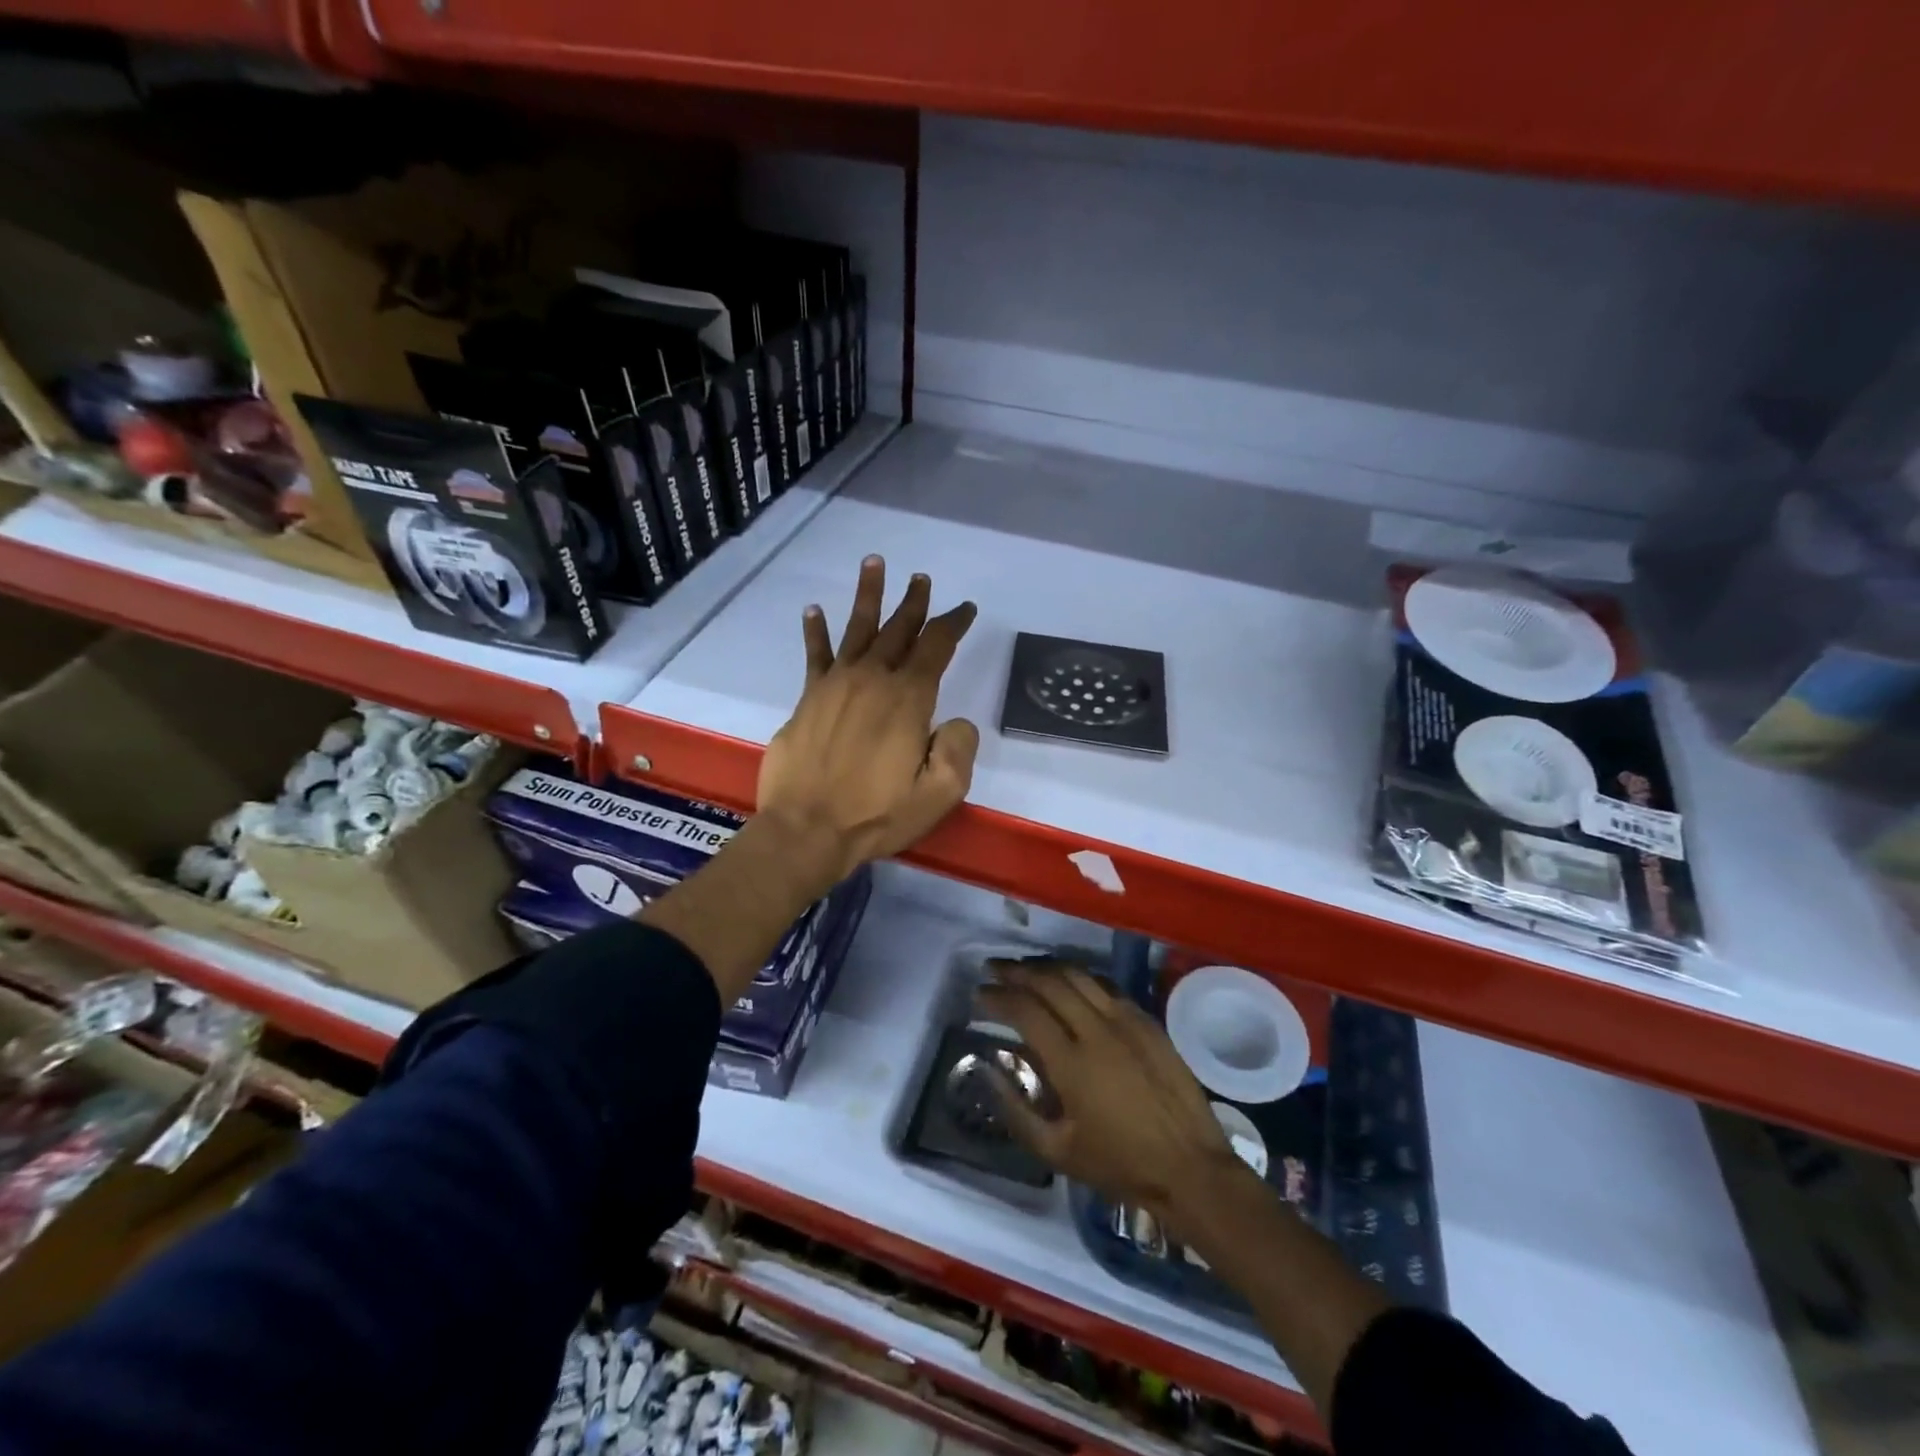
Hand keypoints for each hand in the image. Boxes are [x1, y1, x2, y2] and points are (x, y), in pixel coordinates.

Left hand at [756, 555, 979, 890]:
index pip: (936, 647)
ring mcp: (836, 685)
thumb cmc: (877, 814)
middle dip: (914, 602)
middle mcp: (873, 680)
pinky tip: (814, 609)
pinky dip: (815, 631)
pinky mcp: (808, 698)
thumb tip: (956, 722)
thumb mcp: (939, 793)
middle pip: (898, 630)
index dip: (953, 623)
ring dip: (868, 596)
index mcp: (909, 699)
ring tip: (874, 563)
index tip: (965, 608)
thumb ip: (958, 750)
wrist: (807, 829)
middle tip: (921, 578)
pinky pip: (815, 655)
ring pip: (857, 628)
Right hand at [977, 961, 1241, 1235]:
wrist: (1191, 1168)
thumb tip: (988, 1070)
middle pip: (1049, 981)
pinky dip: (1080, 977)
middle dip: (1016, 971)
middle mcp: (1097, 1029)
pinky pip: (1106, 985)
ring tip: (1026, 968)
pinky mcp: (1148, 1020)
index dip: (997, 996)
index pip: (1025, 1010)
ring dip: (1047, 967)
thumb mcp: (1056, 1151)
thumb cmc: (1120, 1165)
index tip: (979, 993)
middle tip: (995, 969)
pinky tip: (1069, 982)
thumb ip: (1015, 1110)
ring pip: (1079, 975)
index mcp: (1071, 1063)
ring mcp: (1126, 1020)